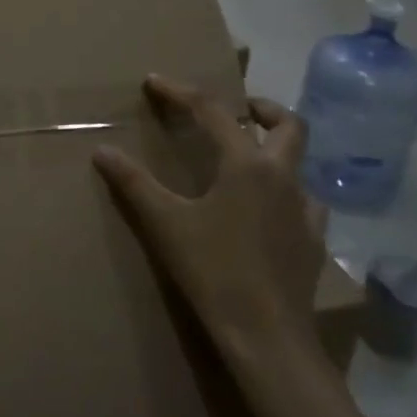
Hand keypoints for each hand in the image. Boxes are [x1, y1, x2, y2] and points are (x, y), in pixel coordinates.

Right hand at [93, 75, 327, 360]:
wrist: (267, 335)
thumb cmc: (213, 270)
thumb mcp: (165, 224)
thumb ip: (134, 184)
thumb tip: (102, 151)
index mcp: (247, 165)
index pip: (212, 112)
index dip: (180, 92)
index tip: (155, 82)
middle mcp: (283, 178)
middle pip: (287, 125)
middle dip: (262, 108)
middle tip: (238, 111)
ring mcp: (306, 210)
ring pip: (299, 165)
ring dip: (276, 154)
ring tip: (247, 166)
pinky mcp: (314, 242)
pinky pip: (305, 203)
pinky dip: (285, 195)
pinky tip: (267, 215)